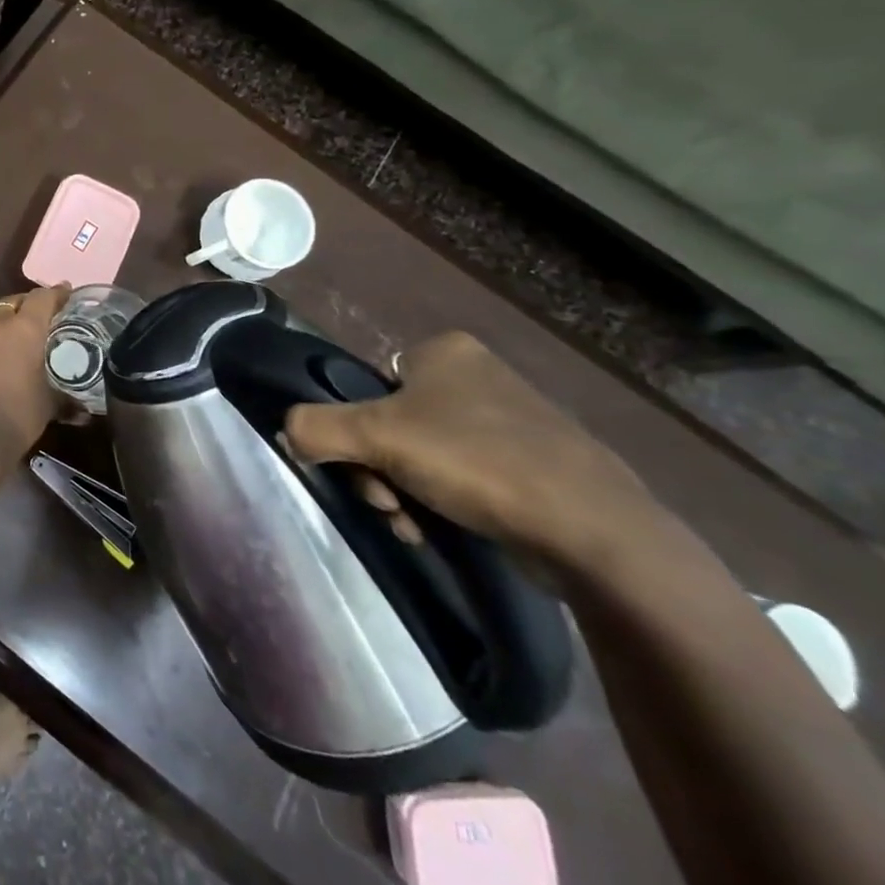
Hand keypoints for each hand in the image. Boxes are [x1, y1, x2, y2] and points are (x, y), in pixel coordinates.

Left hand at [0, 286, 72, 448]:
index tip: (67, 294)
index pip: (42, 297)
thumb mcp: (49, 406)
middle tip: (42, 319)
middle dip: (27, 306)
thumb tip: (85, 413)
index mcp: (23, 328)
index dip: (56, 294)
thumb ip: (67, 402)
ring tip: (17, 343)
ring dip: (4, 326)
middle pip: (13, 302)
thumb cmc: (18, 414)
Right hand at [283, 331, 662, 570]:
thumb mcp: (376, 437)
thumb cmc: (477, 463)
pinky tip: (446, 532)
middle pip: (391, 425)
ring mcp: (511, 421)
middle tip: (390, 504)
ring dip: (405, 493)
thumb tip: (288, 434)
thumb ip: (314, 427)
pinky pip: (463, 478)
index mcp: (444, 351)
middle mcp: (478, 376)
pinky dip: (445, 505)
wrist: (596, 534)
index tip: (365, 469)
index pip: (369, 386)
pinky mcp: (535, 466)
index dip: (356, 431)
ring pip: (423, 456)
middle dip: (380, 471)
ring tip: (418, 526)